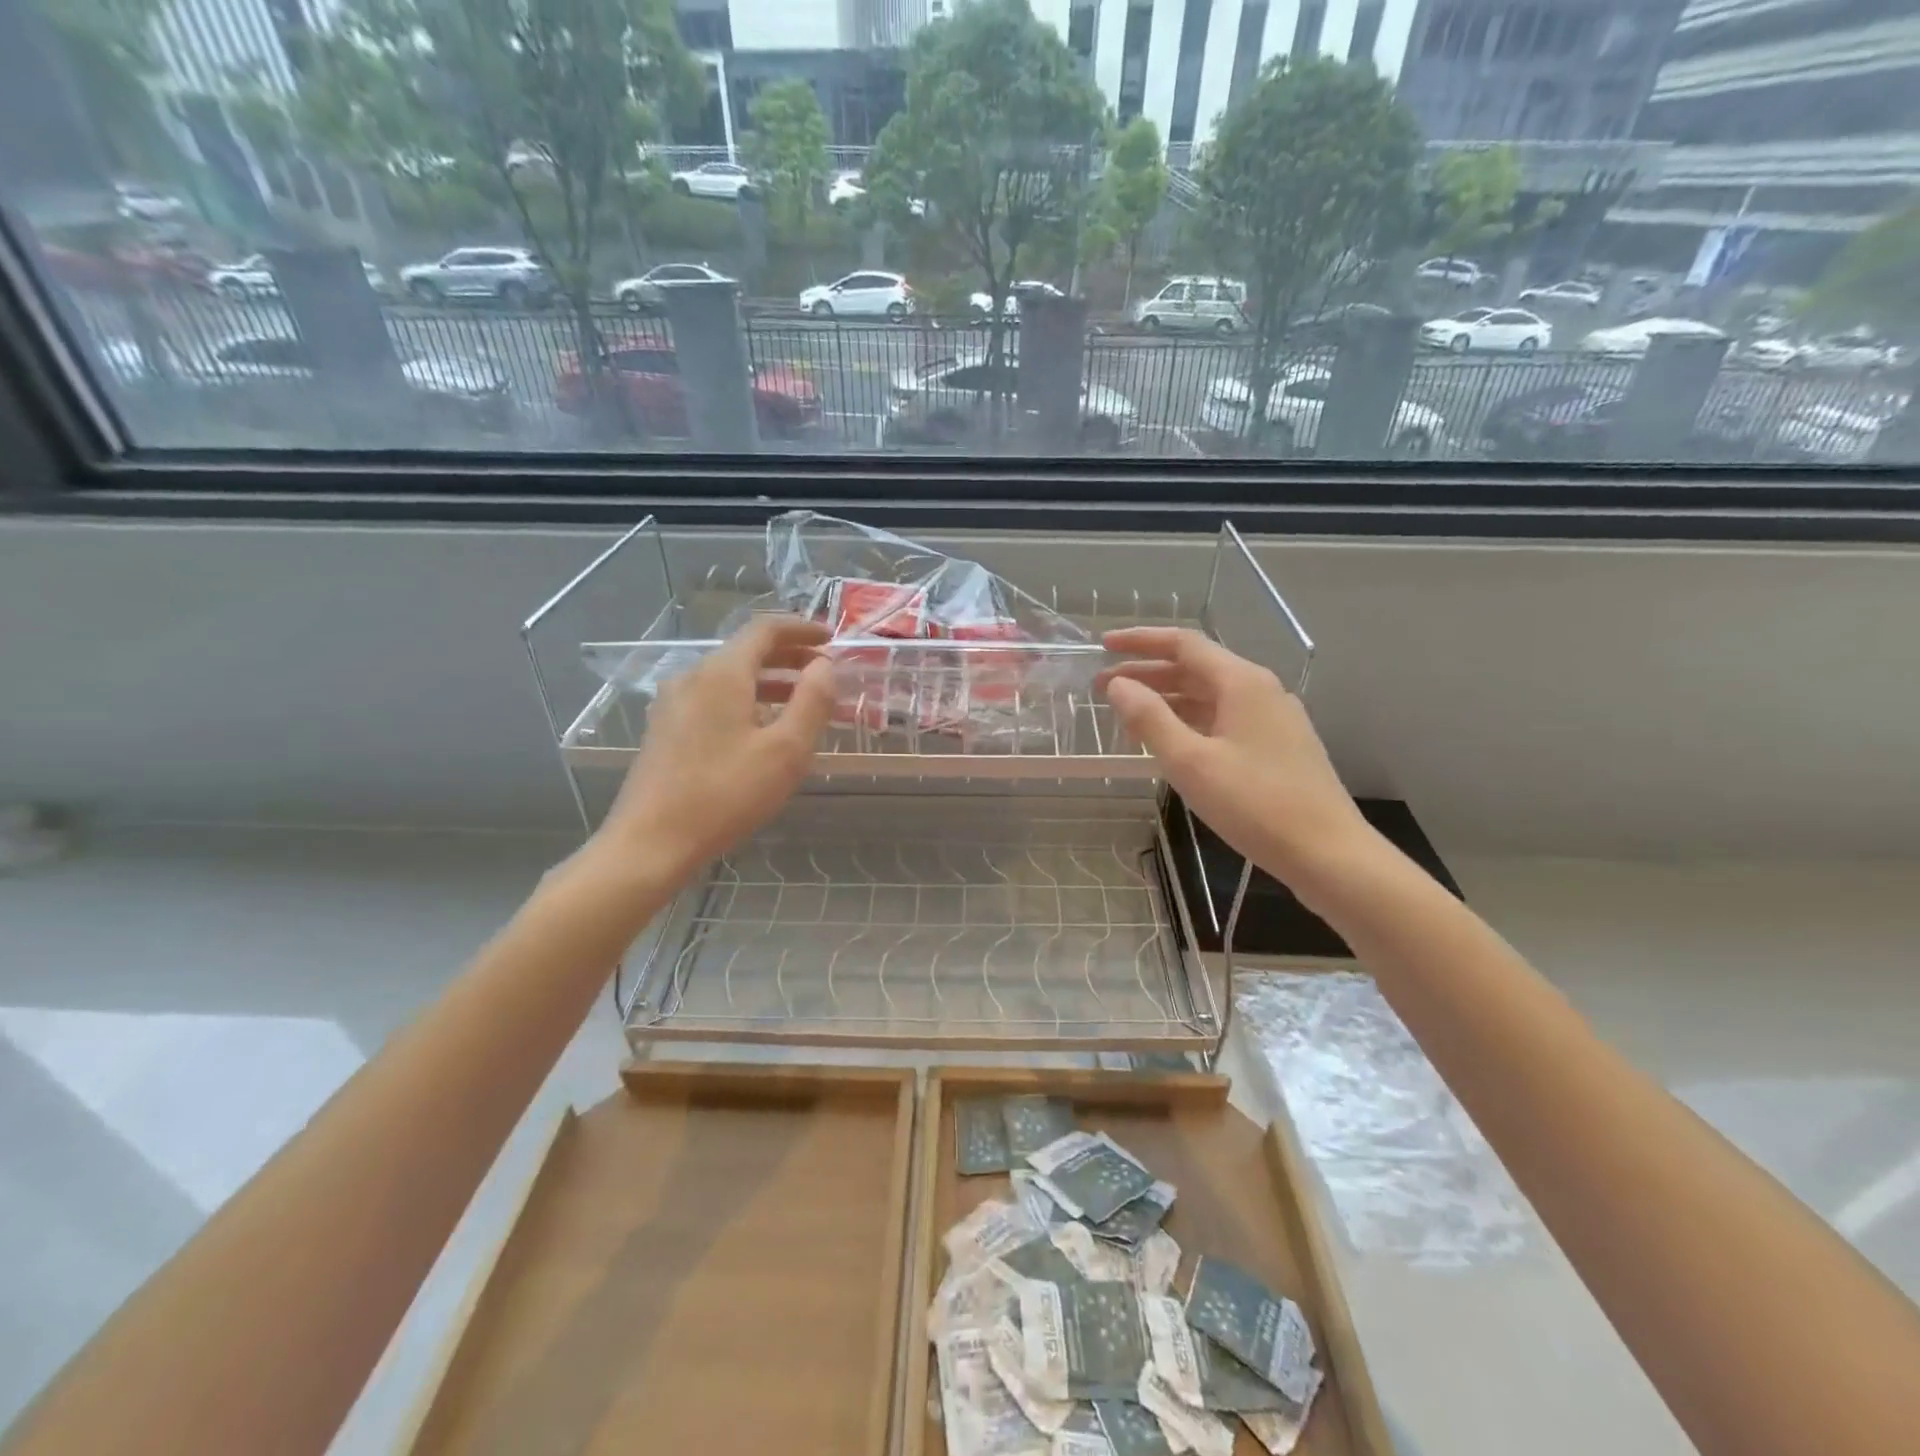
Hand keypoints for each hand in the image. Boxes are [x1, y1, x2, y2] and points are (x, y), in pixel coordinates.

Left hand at [592, 615, 834, 885]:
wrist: (650, 842)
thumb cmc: (725, 795)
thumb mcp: (786, 751)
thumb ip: (812, 701)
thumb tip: (824, 666)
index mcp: (722, 674)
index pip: (765, 629)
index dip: (801, 628)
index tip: (831, 638)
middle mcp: (692, 677)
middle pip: (745, 652)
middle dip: (788, 657)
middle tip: (823, 672)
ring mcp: (672, 704)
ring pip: (729, 678)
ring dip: (769, 682)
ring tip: (801, 704)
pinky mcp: (664, 730)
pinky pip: (713, 699)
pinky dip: (746, 701)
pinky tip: (761, 730)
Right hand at [1098, 626, 1379, 897]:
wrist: (1329, 854)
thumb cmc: (1255, 804)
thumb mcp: (1191, 762)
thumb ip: (1150, 719)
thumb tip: (1118, 685)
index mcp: (1242, 682)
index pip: (1183, 643)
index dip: (1140, 641)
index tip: (1103, 645)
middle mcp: (1260, 690)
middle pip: (1196, 667)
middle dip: (1147, 673)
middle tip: (1103, 687)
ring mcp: (1273, 719)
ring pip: (1210, 695)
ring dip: (1167, 698)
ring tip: (1128, 714)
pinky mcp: (1277, 746)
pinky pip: (1224, 719)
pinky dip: (1189, 721)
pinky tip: (1170, 742)